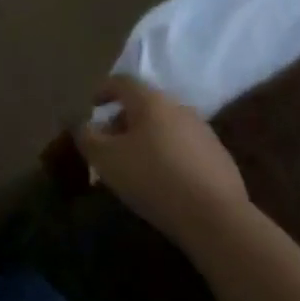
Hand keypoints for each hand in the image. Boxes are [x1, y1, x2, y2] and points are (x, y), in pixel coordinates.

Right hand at [74, 76, 247, 243]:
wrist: (216, 218)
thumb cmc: (153, 179)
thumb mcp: (106, 159)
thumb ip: (86, 136)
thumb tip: (78, 122)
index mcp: (151, 100)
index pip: (121, 82)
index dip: (103, 90)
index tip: (91, 106)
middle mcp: (179, 107)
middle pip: (145, 104)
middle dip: (124, 120)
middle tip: (109, 142)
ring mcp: (204, 132)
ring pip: (166, 126)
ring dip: (147, 138)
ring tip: (135, 164)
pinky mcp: (220, 158)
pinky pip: (185, 148)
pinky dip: (169, 155)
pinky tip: (164, 181)